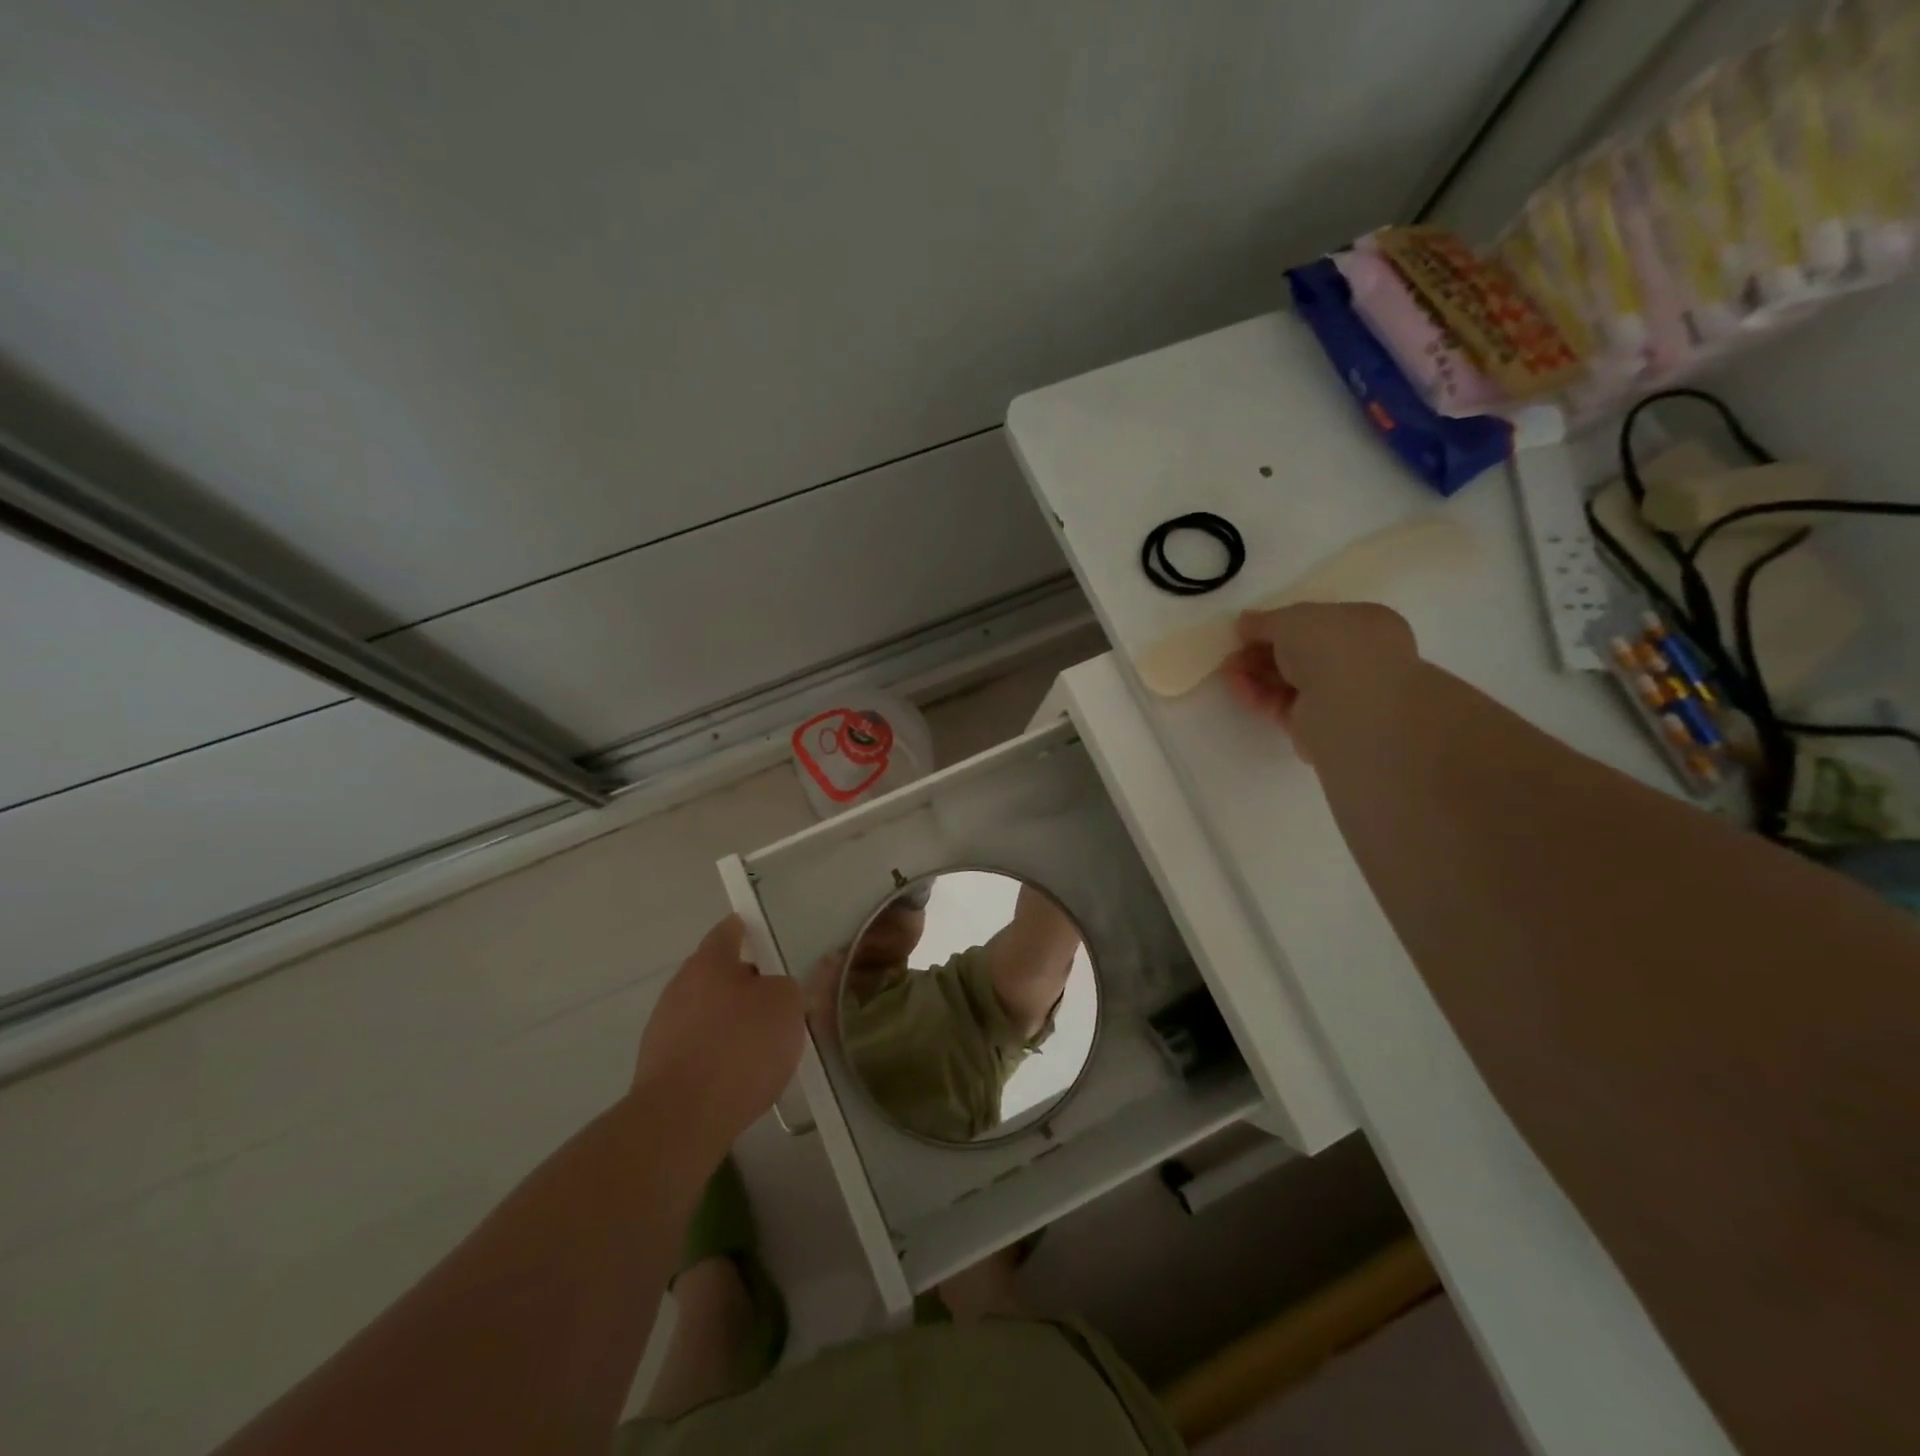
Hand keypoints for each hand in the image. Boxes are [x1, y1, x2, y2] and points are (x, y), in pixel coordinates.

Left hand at [631, 915, 805, 1153]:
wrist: (682, 1118)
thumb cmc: (740, 1047)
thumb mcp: (787, 1006)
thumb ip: (786, 989)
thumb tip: (773, 991)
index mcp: (709, 963)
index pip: (726, 933)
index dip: (742, 930)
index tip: (753, 930)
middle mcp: (680, 988)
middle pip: (713, 975)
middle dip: (740, 984)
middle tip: (772, 999)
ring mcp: (663, 1029)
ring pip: (704, 1014)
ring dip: (727, 1022)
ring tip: (760, 1046)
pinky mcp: (658, 1069)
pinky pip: (696, 1049)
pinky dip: (715, 1054)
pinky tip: (738, 1077)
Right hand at [1223, 602, 1417, 758]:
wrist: (1350, 708)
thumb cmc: (1331, 647)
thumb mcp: (1291, 619)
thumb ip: (1265, 621)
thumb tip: (1245, 622)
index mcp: (1364, 624)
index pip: (1316, 622)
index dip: (1279, 624)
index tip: (1248, 629)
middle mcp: (1357, 658)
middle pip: (1298, 652)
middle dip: (1262, 650)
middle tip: (1233, 651)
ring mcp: (1339, 693)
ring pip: (1288, 679)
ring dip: (1255, 672)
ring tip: (1227, 669)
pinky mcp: (1318, 724)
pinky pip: (1282, 704)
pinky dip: (1259, 695)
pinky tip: (1237, 687)